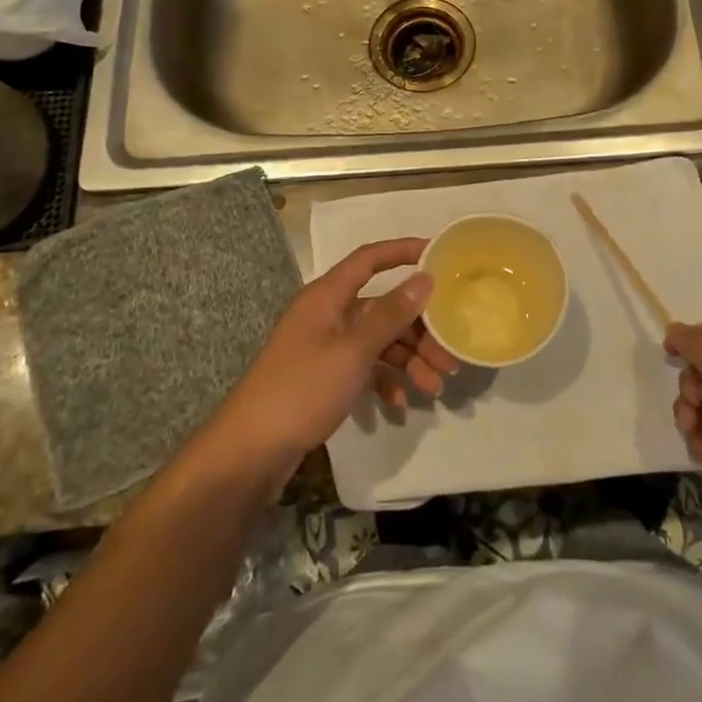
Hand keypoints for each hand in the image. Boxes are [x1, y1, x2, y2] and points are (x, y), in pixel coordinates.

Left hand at [208, 239, 457, 481]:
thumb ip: (391, 314)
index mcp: (328, 296)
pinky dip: (385, 381)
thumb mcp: (353, 351)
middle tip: (450, 353)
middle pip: (382, 308)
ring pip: (378, 341)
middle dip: (418, 329)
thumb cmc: (302, 389)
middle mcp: (327, 314)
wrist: (251, 451)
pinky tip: (400, 404)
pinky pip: (364, 368)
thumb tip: (425, 278)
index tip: (439, 255)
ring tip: (435, 387)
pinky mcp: (324, 377)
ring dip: (408, 360)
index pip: (370, 259)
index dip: (403, 251)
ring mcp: (325, 347)